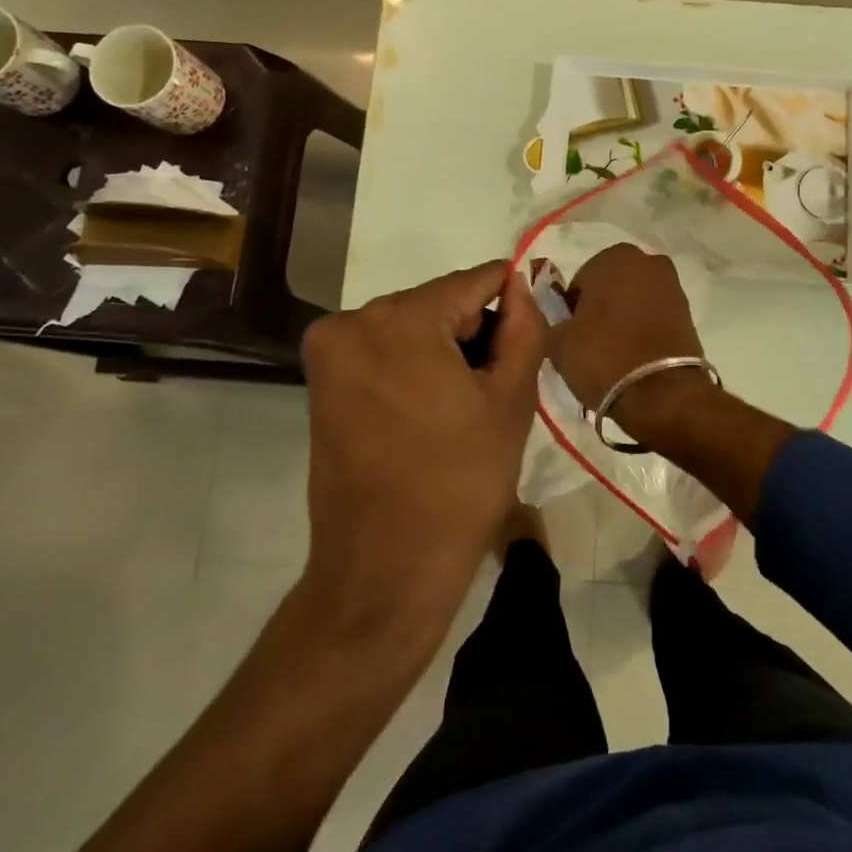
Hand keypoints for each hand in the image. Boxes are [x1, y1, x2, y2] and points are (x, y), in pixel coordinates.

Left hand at [300, 262, 546, 627]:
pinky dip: (414, 365)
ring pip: (412, 326)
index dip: (511, 304)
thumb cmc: (460, 484)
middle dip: (474, 332)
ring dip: (445, 349)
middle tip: (498, 386)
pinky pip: (384, 350)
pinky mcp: (322, 382)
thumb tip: (520, 283)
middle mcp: (353, 321)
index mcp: (401, 319)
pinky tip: (433, 409)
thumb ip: (525, 328)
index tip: (529, 339)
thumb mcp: (511, 400)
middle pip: (439, 303)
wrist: (385, 570)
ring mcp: (330, 352)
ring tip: (466, 405)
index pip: (475, 282)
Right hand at [548, 242, 794, 521]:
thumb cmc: (604, 358)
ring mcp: (672, 285)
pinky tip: (635, 356)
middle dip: (600, 309)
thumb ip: (548, 319)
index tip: (572, 336)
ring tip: (614, 354)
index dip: (571, 311)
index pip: (579, 281)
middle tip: (591, 344)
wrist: (664, 394)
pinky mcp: (687, 312)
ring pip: (633, 300)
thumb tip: (553, 317)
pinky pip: (654, 316)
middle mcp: (647, 261)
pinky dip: (643, 330)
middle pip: (609, 287)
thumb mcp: (558, 342)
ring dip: (622, 319)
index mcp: (613, 257)